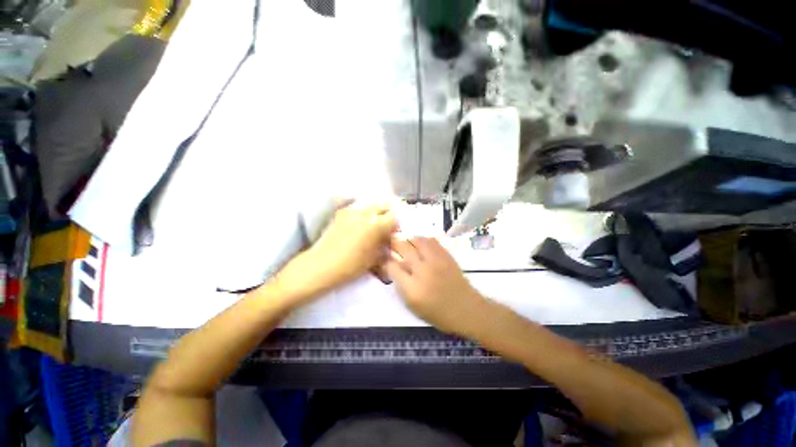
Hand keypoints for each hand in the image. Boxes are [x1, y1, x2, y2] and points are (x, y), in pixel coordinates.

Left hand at [277, 203, 396, 300]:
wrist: (321, 265)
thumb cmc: (351, 265)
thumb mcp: (374, 258)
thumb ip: (385, 245)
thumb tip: (390, 238)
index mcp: (376, 225)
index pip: (394, 216)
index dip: (397, 223)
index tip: (395, 231)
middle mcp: (366, 213)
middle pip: (383, 205)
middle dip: (388, 213)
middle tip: (387, 225)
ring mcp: (352, 211)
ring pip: (371, 204)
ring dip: (376, 212)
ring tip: (374, 223)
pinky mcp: (341, 213)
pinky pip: (358, 208)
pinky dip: (364, 213)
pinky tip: (361, 223)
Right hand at [384, 237, 487, 334]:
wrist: (466, 309)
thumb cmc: (438, 313)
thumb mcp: (413, 307)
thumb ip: (401, 286)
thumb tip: (394, 268)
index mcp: (412, 288)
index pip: (392, 266)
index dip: (385, 260)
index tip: (383, 258)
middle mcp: (422, 271)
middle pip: (403, 248)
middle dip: (394, 244)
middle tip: (391, 245)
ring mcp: (436, 261)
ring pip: (416, 240)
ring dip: (409, 240)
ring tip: (407, 244)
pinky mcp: (446, 256)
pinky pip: (431, 241)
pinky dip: (422, 240)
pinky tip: (421, 245)